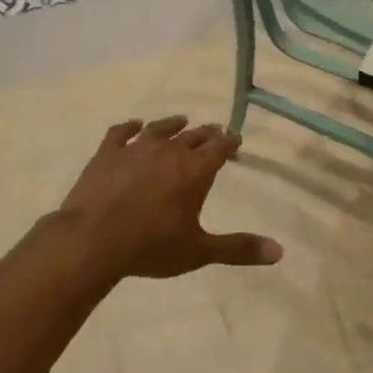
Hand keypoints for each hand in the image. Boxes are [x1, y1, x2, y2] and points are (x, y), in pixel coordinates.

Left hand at [58, 116, 282, 279]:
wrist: (92, 240)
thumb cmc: (151, 246)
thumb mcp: (199, 251)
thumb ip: (239, 249)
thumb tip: (279, 251)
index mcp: (195, 171)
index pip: (219, 148)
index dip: (229, 142)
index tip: (235, 139)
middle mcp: (169, 152)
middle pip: (193, 136)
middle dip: (206, 134)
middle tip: (214, 132)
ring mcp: (136, 149)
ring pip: (160, 129)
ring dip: (173, 124)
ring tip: (182, 121)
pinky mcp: (107, 153)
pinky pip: (121, 132)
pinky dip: (130, 127)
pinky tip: (134, 126)